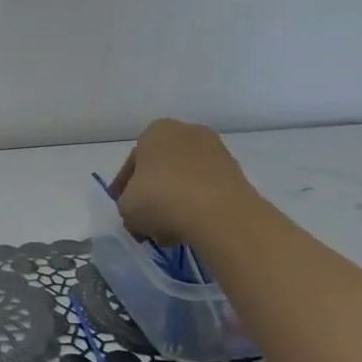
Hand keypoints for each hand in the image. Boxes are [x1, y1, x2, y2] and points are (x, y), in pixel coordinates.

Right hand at [111, 119, 254, 245]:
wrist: (218, 213)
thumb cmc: (160, 199)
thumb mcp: (125, 207)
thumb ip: (127, 204)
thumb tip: (139, 213)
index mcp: (155, 131)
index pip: (133, 162)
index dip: (124, 188)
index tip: (124, 208)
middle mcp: (187, 132)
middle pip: (162, 167)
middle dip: (153, 192)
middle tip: (145, 219)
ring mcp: (216, 151)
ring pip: (186, 179)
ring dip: (175, 200)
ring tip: (168, 229)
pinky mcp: (237, 173)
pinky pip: (207, 189)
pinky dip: (197, 205)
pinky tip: (190, 227)